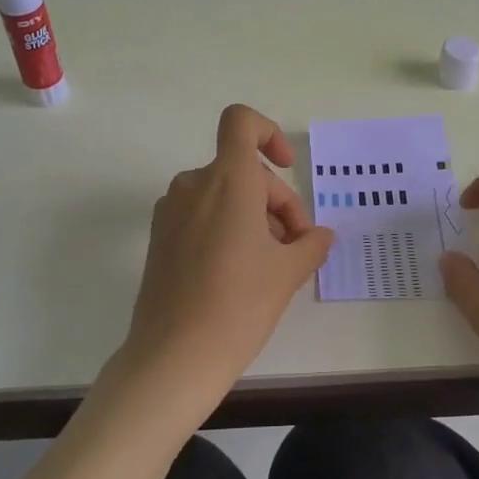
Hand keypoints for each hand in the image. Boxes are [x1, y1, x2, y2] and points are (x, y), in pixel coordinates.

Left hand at [114, 105, 334, 413]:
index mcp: (227, 180)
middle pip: (243, 169)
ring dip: (254, 216)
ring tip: (273, 263)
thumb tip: (319, 236)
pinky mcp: (159, 237)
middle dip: (276, 200)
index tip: (287, 169)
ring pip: (223, 194)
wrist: (174, 356)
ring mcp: (171, 211)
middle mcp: (194, 184)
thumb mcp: (287, 272)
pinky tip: (241, 271)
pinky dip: (226, 227)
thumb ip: (310, 243)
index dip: (269, 134)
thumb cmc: (239, 304)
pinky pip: (201, 214)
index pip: (241, 122)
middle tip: (297, 246)